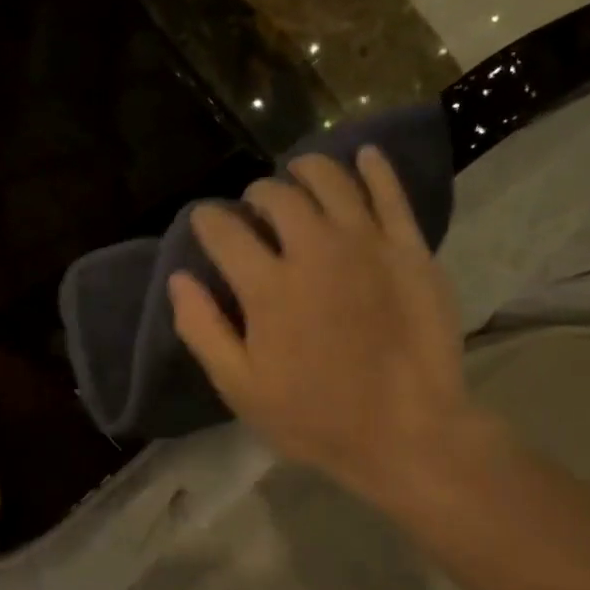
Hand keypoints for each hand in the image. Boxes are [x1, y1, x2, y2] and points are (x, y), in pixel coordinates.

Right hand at [169, 147, 491, 516]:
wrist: (409, 433)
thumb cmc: (314, 416)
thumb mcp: (240, 387)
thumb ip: (202, 328)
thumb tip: (179, 278)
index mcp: (267, 286)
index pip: (223, 230)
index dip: (206, 220)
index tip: (204, 224)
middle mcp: (314, 250)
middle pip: (276, 196)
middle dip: (255, 195)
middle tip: (254, 210)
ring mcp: (367, 244)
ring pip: (330, 180)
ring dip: (305, 171)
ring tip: (298, 179)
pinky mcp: (410, 249)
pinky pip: (390, 192)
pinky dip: (372, 168)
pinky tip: (361, 157)